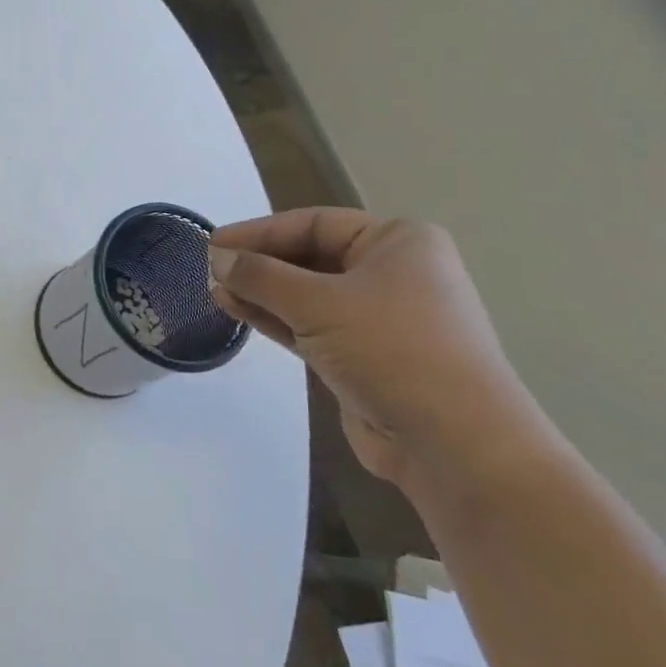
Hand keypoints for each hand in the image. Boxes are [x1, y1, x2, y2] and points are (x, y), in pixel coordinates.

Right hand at [208, 208, 549, 488]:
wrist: (455, 443)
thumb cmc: (393, 350)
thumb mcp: (318, 303)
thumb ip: (260, 276)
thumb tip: (216, 257)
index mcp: (398, 242)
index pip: (315, 223)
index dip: (260, 232)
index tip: (214, 244)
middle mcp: (393, 273)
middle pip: (310, 256)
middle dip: (259, 264)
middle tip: (210, 270)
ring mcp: (380, 317)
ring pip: (307, 294)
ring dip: (262, 292)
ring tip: (215, 292)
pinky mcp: (364, 356)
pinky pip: (311, 325)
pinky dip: (276, 318)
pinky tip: (237, 311)